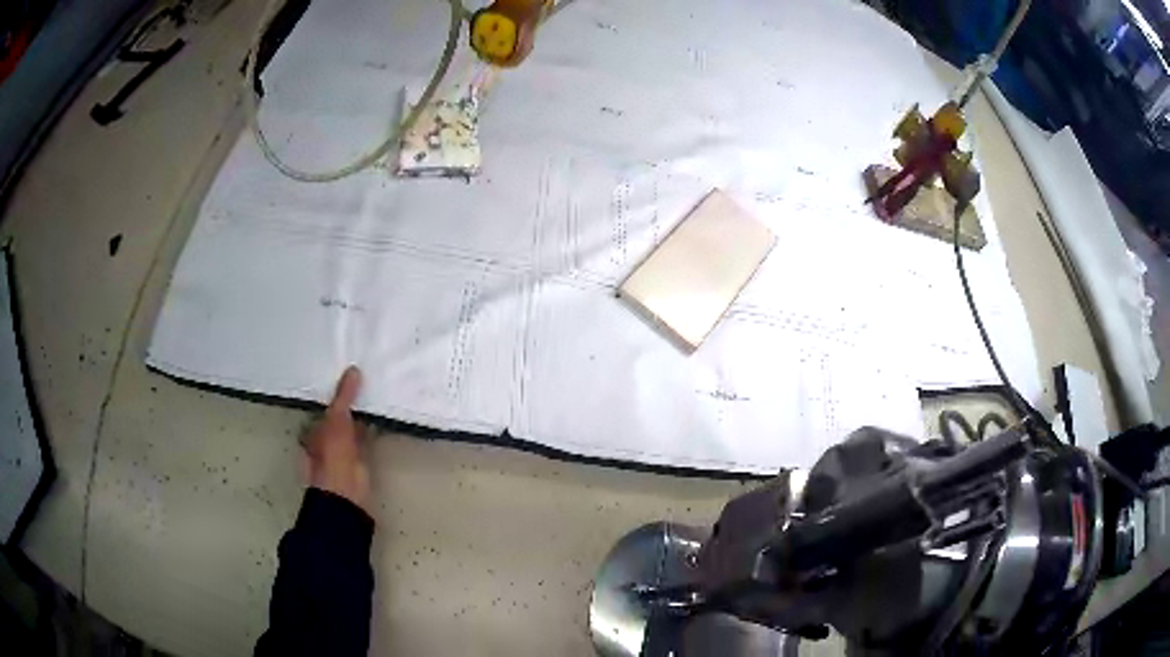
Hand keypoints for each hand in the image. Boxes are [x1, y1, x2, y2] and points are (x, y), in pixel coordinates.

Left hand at [305, 366, 369, 513]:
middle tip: (363, 377)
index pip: (322, 404)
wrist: (346, 487)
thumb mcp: (336, 417)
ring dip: (361, 412)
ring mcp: (343, 446)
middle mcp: (326, 436)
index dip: (333, 391)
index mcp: (313, 428)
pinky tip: (381, 412)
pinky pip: (365, 433)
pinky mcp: (360, 454)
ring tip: (375, 389)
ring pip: (352, 423)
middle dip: (348, 400)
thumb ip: (344, 395)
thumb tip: (353, 369)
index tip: (345, 373)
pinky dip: (372, 424)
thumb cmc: (333, 452)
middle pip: (338, 413)